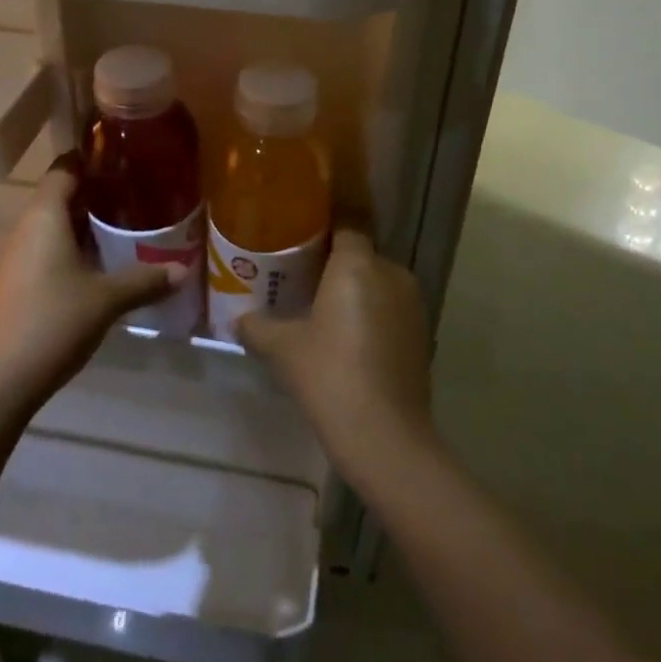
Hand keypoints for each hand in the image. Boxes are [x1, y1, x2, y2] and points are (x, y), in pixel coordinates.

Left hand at [0, 169, 175, 418]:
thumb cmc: (52, 322)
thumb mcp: (107, 300)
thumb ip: (146, 280)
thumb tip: (183, 270)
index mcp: (44, 216)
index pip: (65, 168)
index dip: (92, 158)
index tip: (124, 158)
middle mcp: (24, 228)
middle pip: (59, 196)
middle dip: (96, 194)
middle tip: (136, 194)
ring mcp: (14, 257)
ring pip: (51, 226)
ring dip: (83, 225)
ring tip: (124, 228)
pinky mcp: (12, 284)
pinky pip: (44, 250)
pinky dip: (70, 249)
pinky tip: (97, 266)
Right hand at [237, 229, 436, 485]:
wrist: (384, 435)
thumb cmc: (328, 375)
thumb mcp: (282, 348)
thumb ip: (257, 326)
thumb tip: (238, 319)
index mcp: (357, 264)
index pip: (345, 226)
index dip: (322, 231)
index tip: (299, 242)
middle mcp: (391, 273)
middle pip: (361, 255)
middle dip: (336, 265)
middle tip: (303, 280)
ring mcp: (412, 304)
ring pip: (378, 283)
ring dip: (356, 292)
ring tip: (324, 312)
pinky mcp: (422, 334)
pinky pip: (391, 309)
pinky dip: (373, 315)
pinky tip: (350, 340)